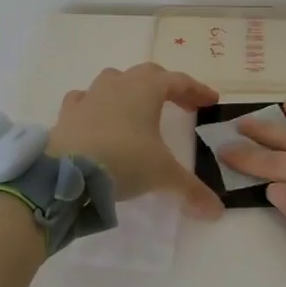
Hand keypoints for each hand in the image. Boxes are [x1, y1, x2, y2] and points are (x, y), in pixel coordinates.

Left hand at [48, 63, 223, 217]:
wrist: (67, 173)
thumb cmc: (124, 160)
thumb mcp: (163, 175)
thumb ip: (191, 190)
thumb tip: (217, 212)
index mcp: (146, 89)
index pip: (179, 81)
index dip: (197, 89)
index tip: (211, 101)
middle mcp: (118, 84)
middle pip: (148, 74)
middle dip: (166, 86)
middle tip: (181, 104)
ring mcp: (90, 96)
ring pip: (114, 80)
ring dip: (130, 89)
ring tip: (139, 108)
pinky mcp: (67, 113)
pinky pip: (84, 99)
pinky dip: (96, 104)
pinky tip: (98, 117)